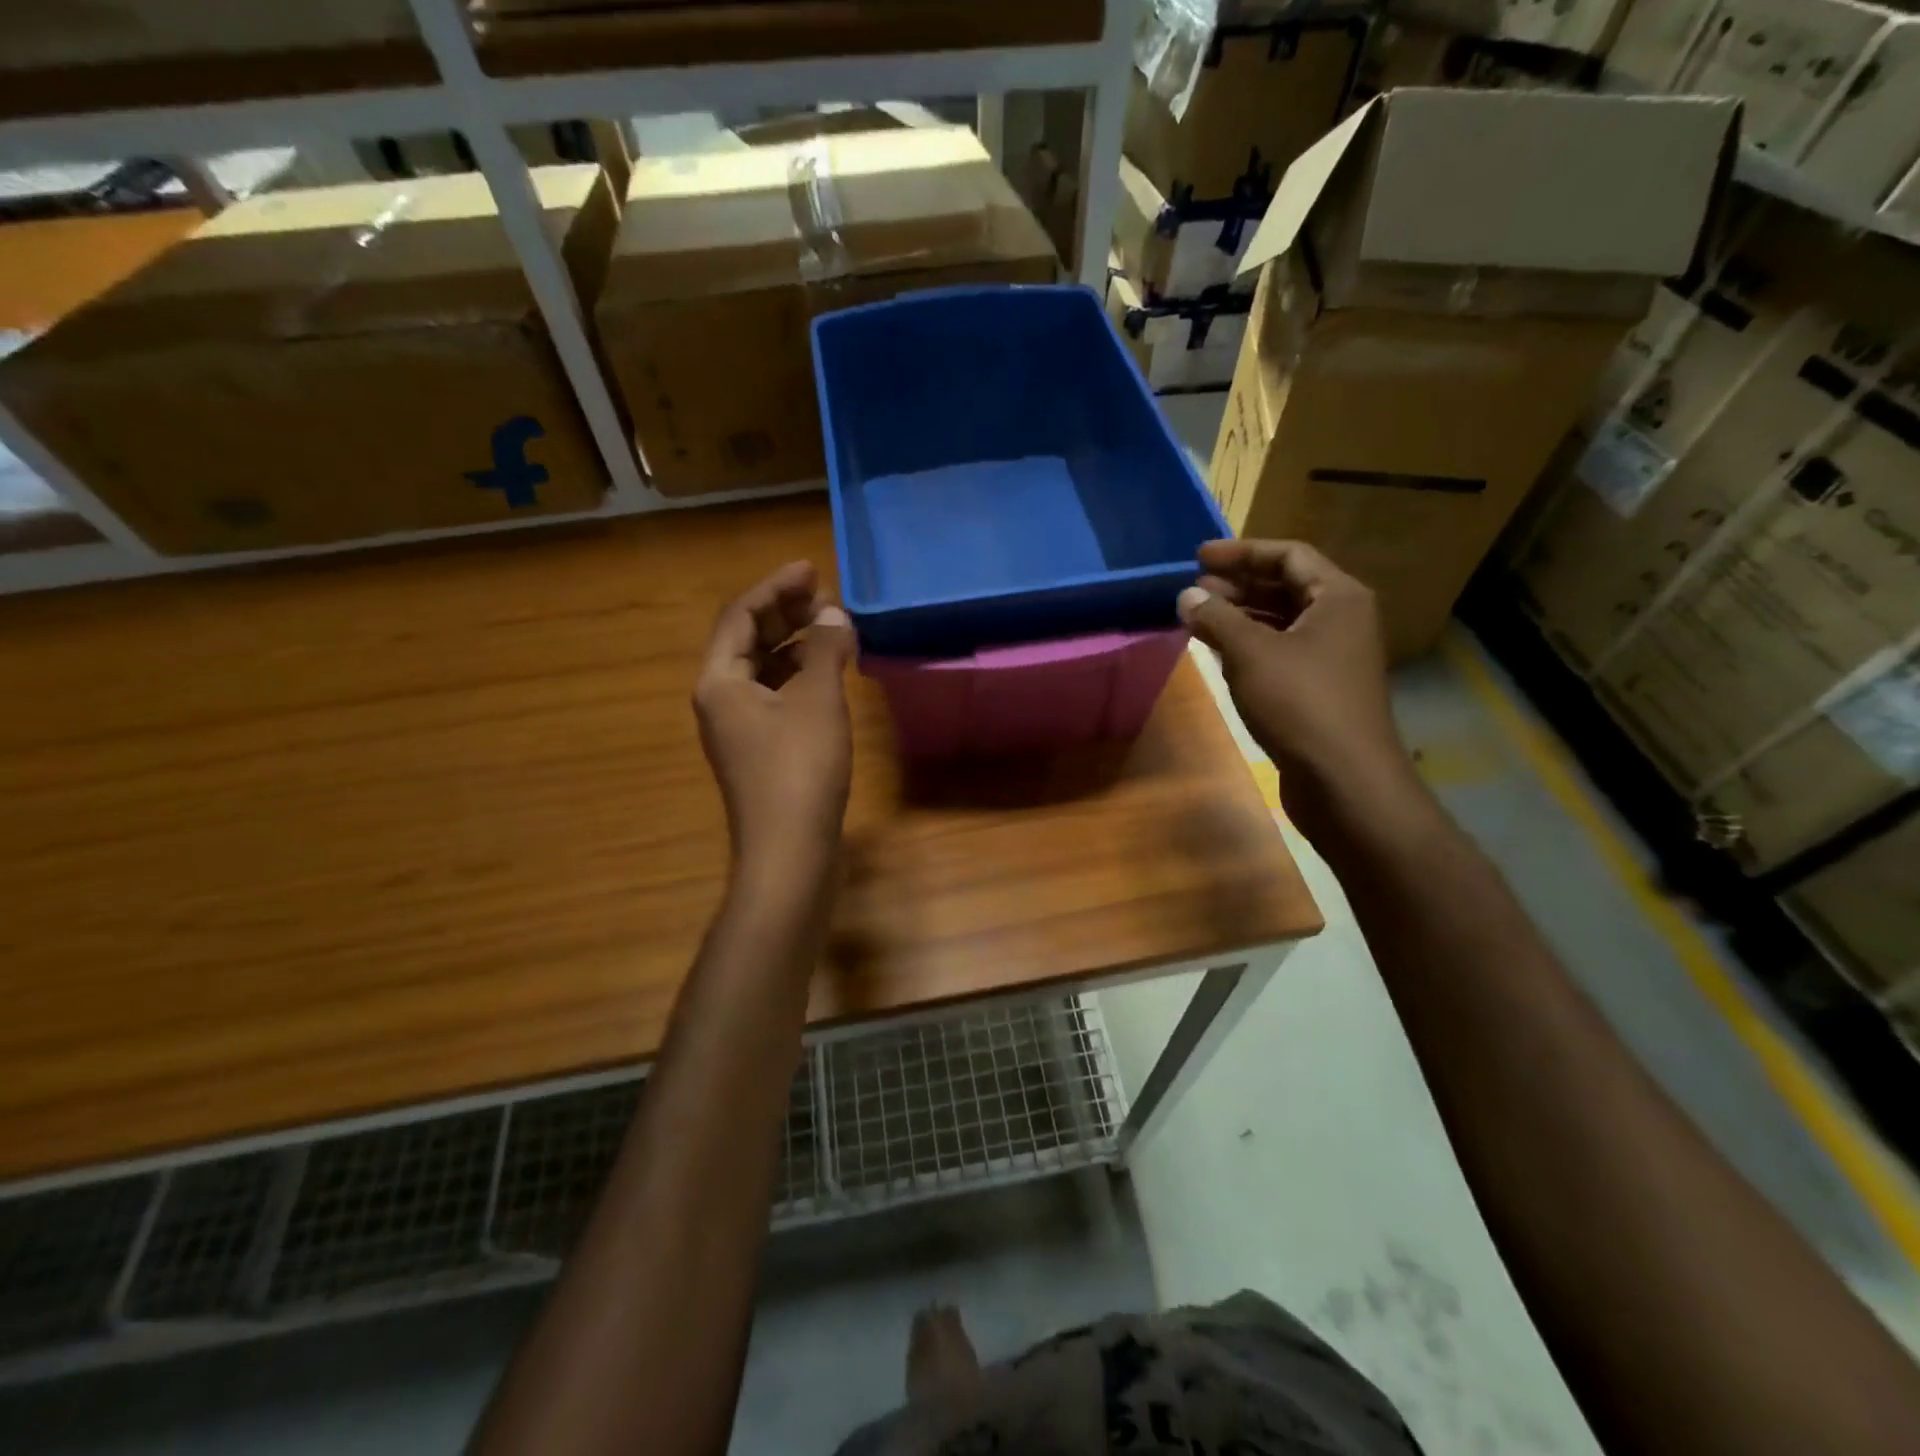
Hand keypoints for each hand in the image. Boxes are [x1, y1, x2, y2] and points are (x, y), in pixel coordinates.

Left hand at [694, 562, 856, 881]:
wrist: (790, 853)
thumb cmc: (800, 771)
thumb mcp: (817, 702)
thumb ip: (825, 651)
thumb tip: (834, 614)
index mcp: (719, 682)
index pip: (740, 616)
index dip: (776, 588)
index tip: (811, 569)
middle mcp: (720, 700)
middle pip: (747, 640)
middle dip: (785, 614)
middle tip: (825, 595)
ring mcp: (739, 729)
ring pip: (763, 670)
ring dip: (795, 645)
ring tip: (833, 629)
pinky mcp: (761, 751)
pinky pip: (776, 696)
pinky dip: (800, 677)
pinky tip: (829, 674)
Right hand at [1177, 540, 1419, 841]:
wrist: (1344, 780)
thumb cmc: (1300, 703)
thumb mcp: (1251, 654)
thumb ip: (1216, 619)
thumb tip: (1186, 596)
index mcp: (1338, 597)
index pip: (1288, 556)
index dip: (1241, 552)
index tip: (1198, 557)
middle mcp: (1342, 619)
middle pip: (1287, 586)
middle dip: (1238, 585)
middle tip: (1194, 589)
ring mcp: (1333, 656)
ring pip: (1283, 621)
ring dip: (1241, 616)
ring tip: (1198, 617)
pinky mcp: (1321, 689)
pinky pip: (1282, 651)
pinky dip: (1251, 645)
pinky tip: (1220, 651)